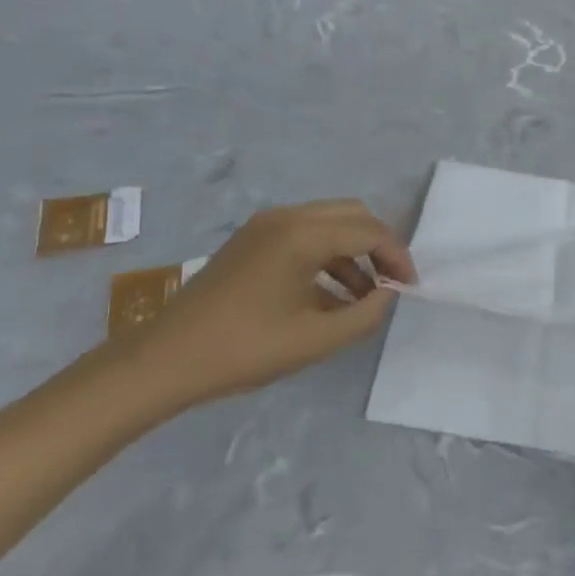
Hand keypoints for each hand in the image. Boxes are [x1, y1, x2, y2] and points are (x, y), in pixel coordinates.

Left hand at [128, 199, 414, 405]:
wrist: (165, 360)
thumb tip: (388, 294)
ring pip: (329, 222)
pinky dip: (327, 254)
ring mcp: (265, 225)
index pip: (369, 232)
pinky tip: (331, 294)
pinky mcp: (251, 239)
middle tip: (392, 284)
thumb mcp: (316, 339)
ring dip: (354, 251)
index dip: (397, 258)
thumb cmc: (244, 349)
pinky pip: (304, 234)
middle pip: (353, 215)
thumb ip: (365, 314)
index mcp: (303, 234)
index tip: (410, 289)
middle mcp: (287, 217)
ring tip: (364, 296)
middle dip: (379, 246)